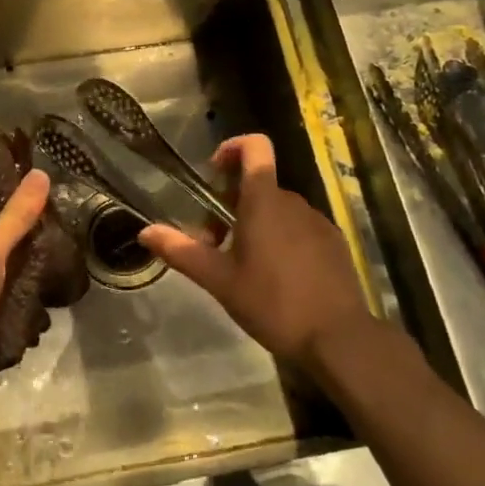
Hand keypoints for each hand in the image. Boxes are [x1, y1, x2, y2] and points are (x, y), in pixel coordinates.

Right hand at [139, 135, 370, 371]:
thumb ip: (181, 251)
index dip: (232, 148)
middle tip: (215, 243)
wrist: (339, 338)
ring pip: (278, 208)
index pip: (255, 146)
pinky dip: (282, 238)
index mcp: (264, 200)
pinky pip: (300, 227)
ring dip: (256, 223)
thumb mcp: (220, 280)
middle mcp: (294, 201)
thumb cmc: (273, 303)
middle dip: (231, 204)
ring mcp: (318, 221)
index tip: (213, 174)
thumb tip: (145, 232)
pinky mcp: (334, 243)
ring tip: (243, 265)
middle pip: (258, 184)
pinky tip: (276, 277)